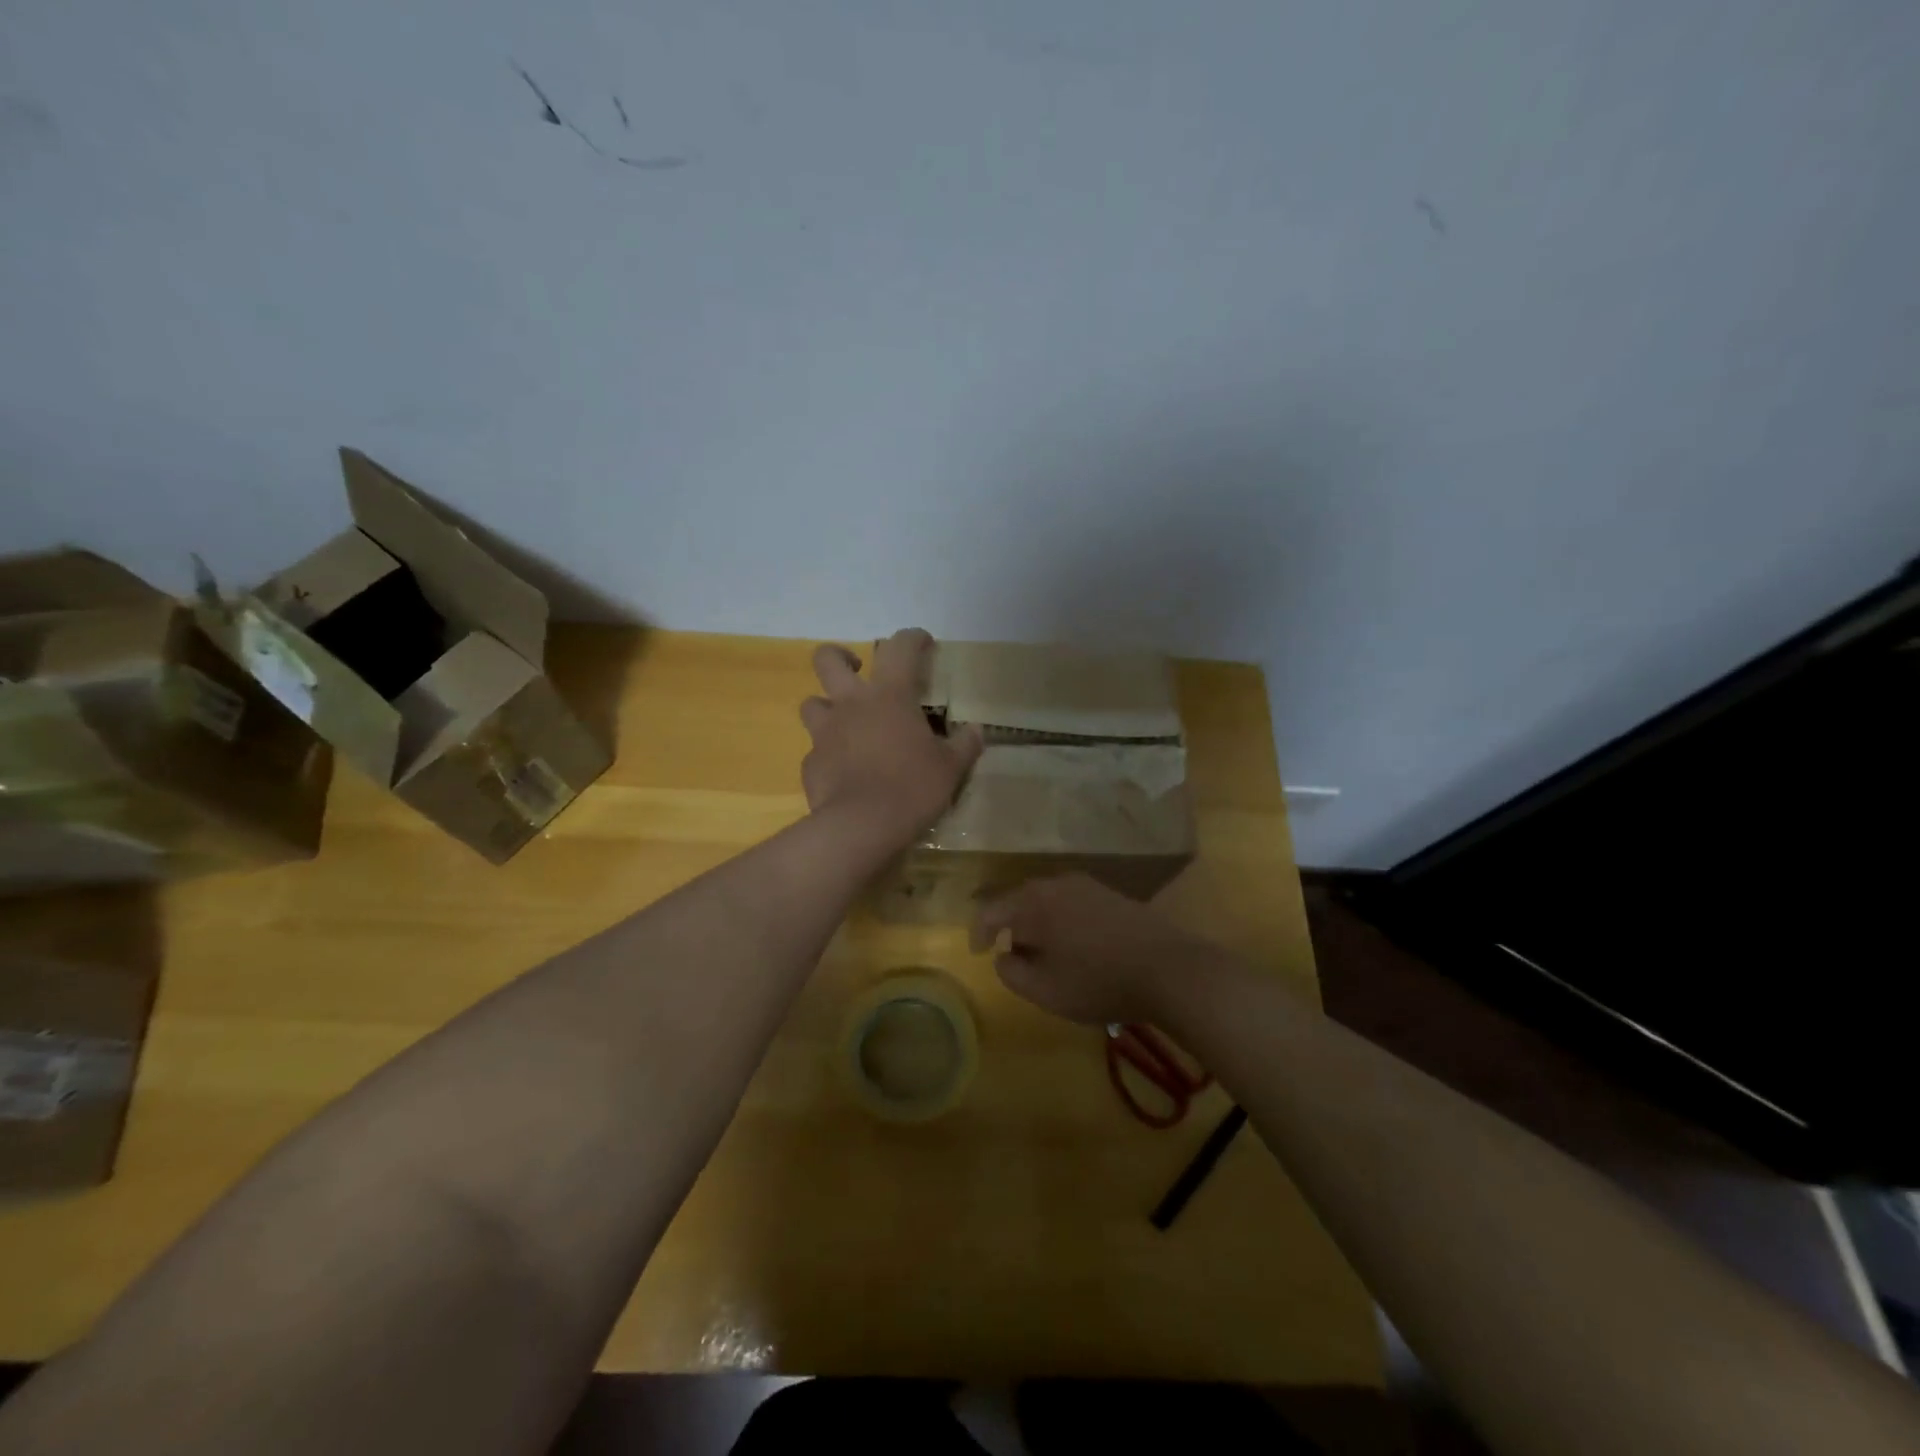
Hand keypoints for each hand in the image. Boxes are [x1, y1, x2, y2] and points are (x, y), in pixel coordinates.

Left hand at [800, 629, 982, 848]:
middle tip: (857, 671)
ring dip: (827, 707)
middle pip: (827, 659)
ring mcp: (824, 733)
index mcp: (889, 695)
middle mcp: (850, 704)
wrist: (862, 827)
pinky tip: (844, 771)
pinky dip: (829, 754)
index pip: (899, 647)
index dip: (912, 637)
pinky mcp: (811, 764)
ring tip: (846, 724)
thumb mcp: (950, 768)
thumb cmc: (912, 787)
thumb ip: (964, 745)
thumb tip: (976, 731)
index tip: (922, 642)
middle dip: (840, 656)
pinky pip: (816, 750)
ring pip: (811, 703)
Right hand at [970, 874, 1217, 1024]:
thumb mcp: (1045, 990)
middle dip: (1012, 928)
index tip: (978, 953)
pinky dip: (1062, 922)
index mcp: (1033, 902)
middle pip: (1020, 901)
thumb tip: (1003, 956)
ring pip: (1048, 901)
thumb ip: (1012, 972)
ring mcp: (1087, 885)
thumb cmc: (1097, 981)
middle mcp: (1056, 883)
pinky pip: (1071, 903)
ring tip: (1045, 955)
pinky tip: (1075, 947)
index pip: (992, 910)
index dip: (979, 932)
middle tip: (1012, 957)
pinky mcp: (1110, 894)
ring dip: (1039, 925)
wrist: (1168, 968)